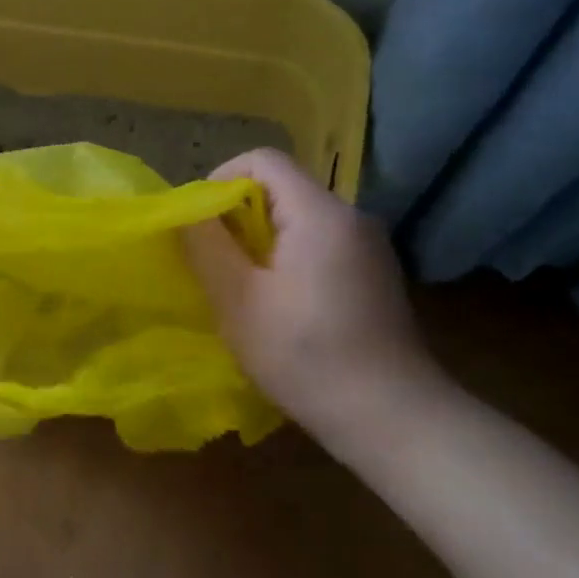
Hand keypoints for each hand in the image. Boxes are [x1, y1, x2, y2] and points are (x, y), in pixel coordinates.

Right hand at [181, 147, 440, 450]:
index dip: (220, 180)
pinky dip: (287, 258)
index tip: (200, 225)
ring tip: (240, 287)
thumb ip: (206, 246)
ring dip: (259, 241)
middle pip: (280, 188)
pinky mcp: (374, 273)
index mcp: (320, 213)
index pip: (262, 160)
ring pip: (297, 219)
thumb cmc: (305, 355)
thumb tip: (185, 212)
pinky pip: (318, 243)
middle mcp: (351, 217)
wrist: (392, 417)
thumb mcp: (237, 300)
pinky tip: (279, 305)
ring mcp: (368, 246)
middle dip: (236, 217)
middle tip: (213, 262)